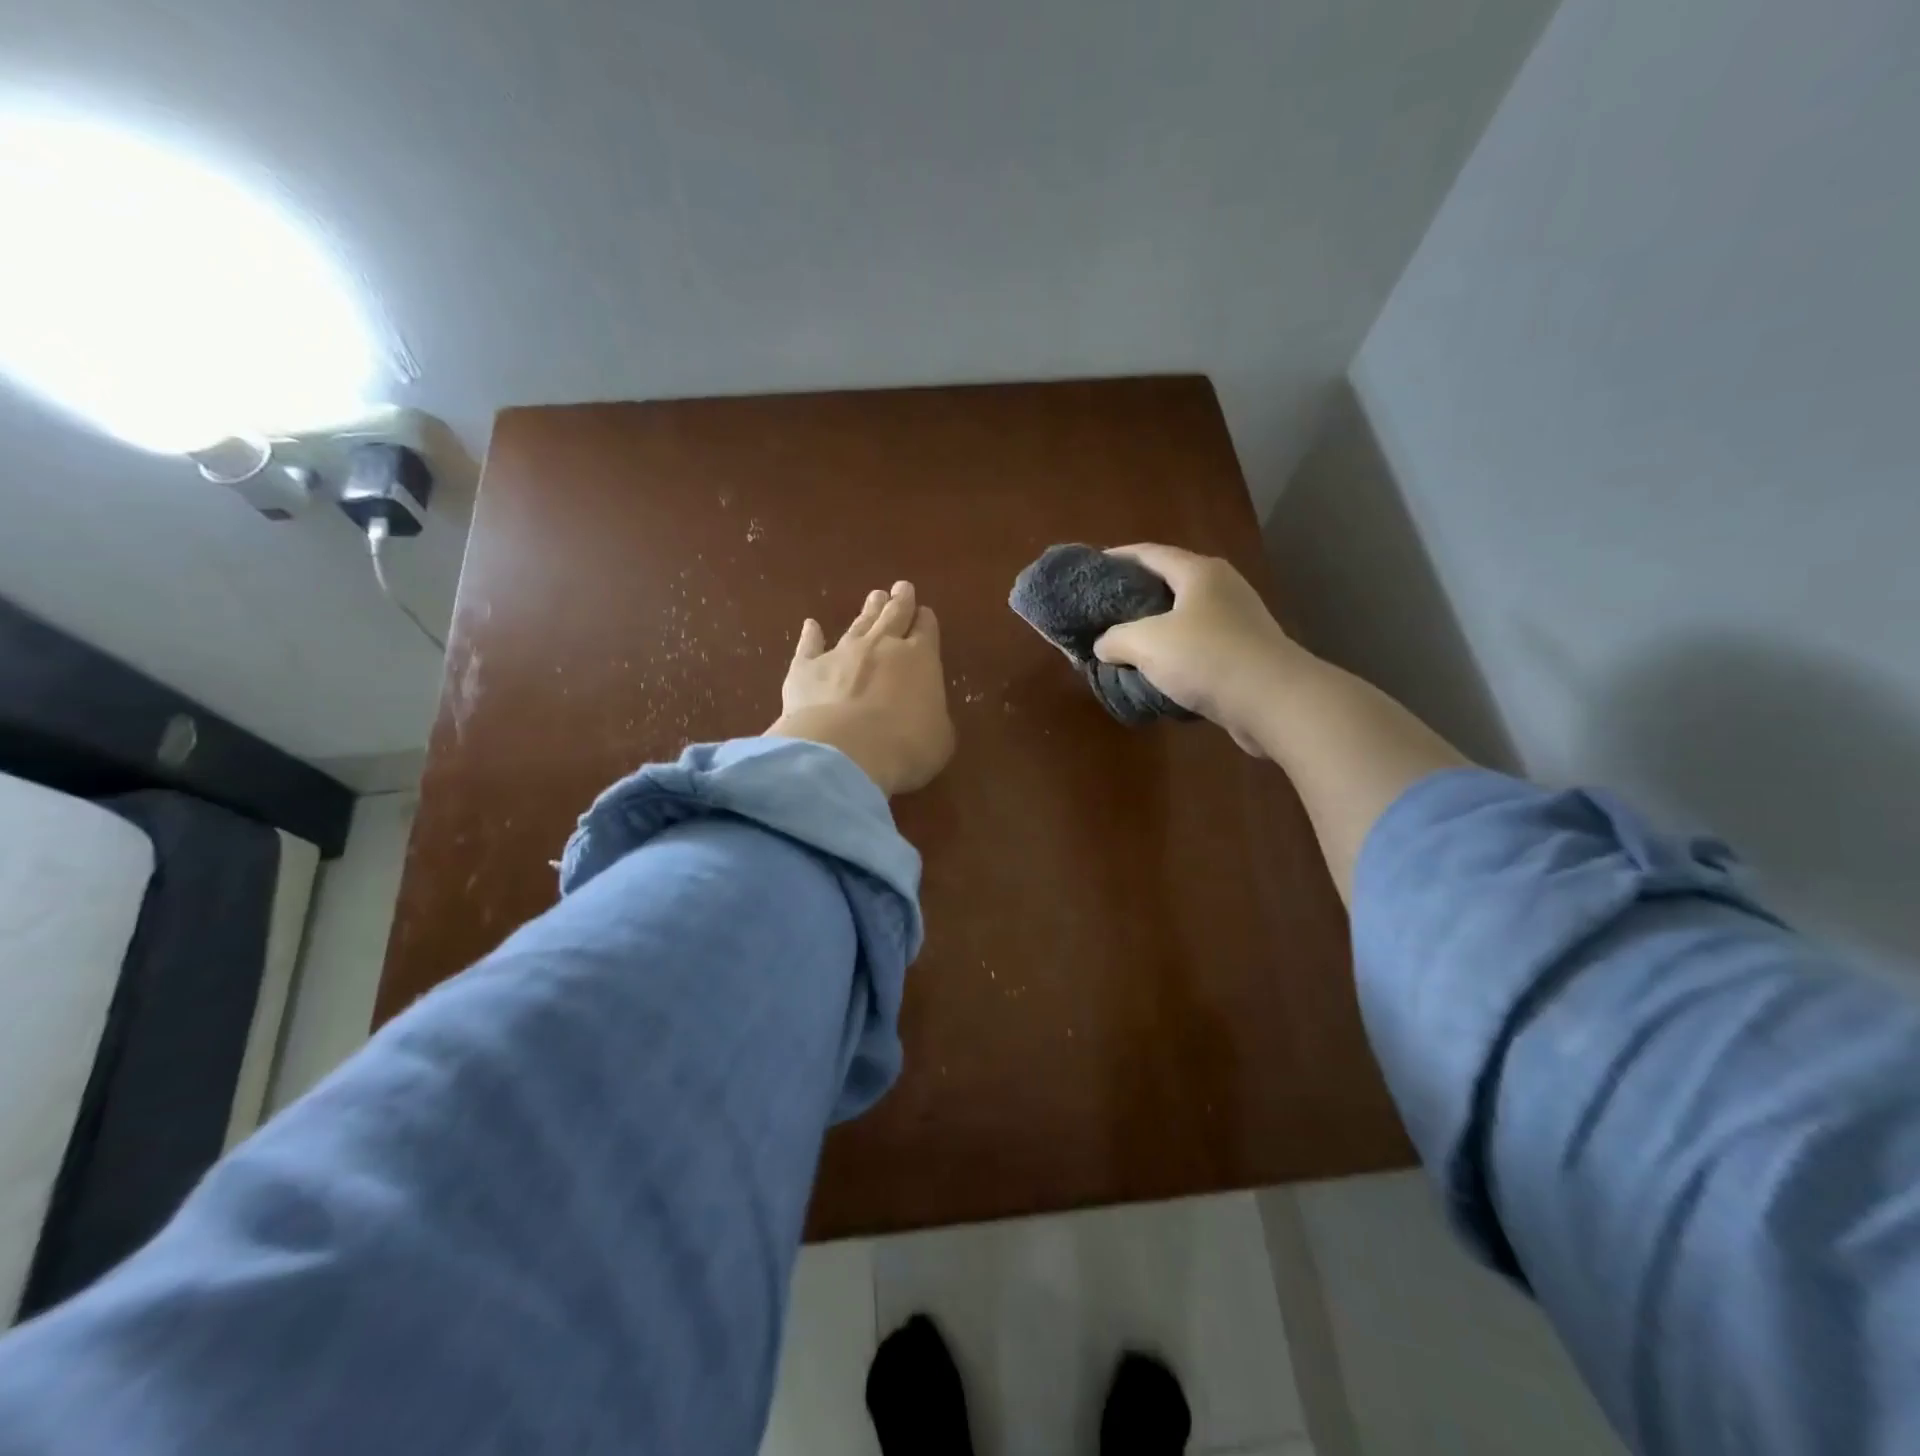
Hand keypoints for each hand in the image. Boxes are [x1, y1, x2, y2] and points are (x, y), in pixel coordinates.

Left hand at [768, 581, 954, 794]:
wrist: (844, 751)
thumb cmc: (905, 747)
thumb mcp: (939, 737)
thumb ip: (934, 716)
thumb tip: (927, 712)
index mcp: (921, 658)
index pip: (926, 630)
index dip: (926, 621)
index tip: (924, 612)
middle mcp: (881, 646)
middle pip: (893, 616)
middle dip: (899, 602)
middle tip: (901, 587)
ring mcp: (841, 653)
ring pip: (857, 624)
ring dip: (867, 611)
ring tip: (874, 597)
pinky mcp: (806, 669)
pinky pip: (809, 646)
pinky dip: (810, 635)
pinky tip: (810, 625)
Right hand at [1092, 544, 1300, 756]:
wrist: (1273, 701)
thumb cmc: (1206, 657)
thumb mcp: (1146, 644)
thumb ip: (1115, 639)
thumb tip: (1103, 645)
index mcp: (1198, 572)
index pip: (1149, 553)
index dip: (1117, 558)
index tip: (1090, 569)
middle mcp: (1222, 588)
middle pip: (1169, 583)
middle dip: (1134, 596)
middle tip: (1102, 611)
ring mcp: (1238, 621)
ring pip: (1184, 618)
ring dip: (1155, 630)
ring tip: (1124, 645)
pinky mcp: (1245, 653)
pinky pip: (1199, 646)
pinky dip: (1175, 655)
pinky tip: (1156, 673)